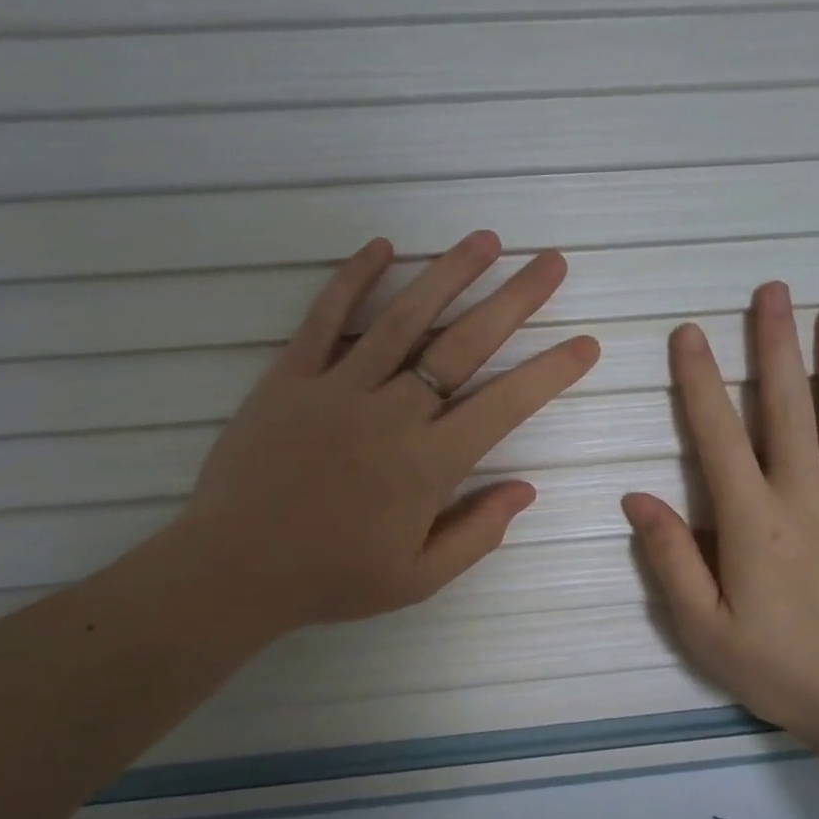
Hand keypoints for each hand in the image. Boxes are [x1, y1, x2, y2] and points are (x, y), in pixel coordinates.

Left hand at [177, 232, 599, 634]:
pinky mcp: (290, 376)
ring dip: (448, 274)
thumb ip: (478, 533)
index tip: (584, 343)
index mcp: (428, 464)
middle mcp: (391, 413)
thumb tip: (526, 489)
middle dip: (515, 301)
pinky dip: (353, 278)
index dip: (550, 372)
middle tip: (551, 263)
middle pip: (464, 345)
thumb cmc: (331, 577)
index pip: (505, 405)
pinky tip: (383, 246)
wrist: (233, 569)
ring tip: (486, 240)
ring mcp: (338, 387)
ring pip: (403, 318)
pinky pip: (326, 317)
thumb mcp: (417, 578)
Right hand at [622, 288, 818, 742]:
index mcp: (753, 522)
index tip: (689, 334)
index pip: (718, 436)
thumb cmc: (777, 668)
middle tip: (772, 292)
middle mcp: (805, 498)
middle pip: (788, 409)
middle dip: (776, 346)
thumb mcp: (702, 628)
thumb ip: (670, 559)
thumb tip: (636, 498)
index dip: (700, 382)